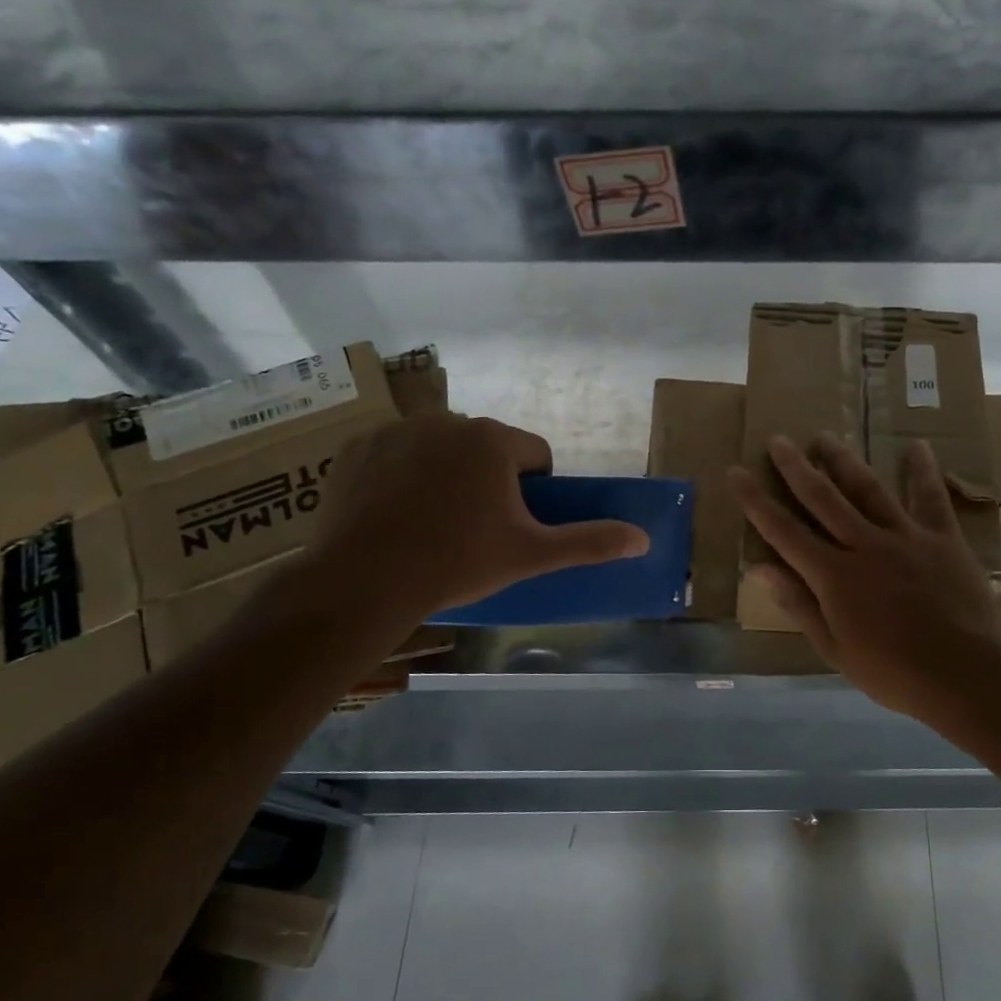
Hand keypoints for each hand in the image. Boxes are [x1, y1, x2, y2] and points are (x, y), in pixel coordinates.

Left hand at [293, 414, 649, 648]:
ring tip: (430, 523)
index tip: (514, 524)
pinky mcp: (357, 446)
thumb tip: (643, 538)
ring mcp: (397, 429)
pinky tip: (392, 513)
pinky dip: (400, 475)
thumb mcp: (530, 555)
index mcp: (493, 440)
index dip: (533, 490)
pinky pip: (395, 454)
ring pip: (440, 449)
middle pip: (486, 449)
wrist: (365, 579)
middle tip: (474, 528)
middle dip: (488, 480)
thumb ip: (589, 542)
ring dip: (445, 474)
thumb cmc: (457, 562)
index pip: (534, 454)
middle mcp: (447, 420)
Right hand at [731, 434, 1000, 722]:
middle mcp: (864, 545)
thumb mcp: (835, 649)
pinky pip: (930, 498)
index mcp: (834, 576)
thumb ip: (799, 605)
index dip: (756, 501)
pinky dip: (922, 471)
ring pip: (868, 489)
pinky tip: (917, 446)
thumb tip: (760, 569)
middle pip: (823, 498)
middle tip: (778, 440)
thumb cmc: (893, 672)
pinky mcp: (942, 538)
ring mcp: (905, 537)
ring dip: (843, 461)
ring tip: (824, 438)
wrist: (966, 674)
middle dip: (796, 468)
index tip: (737, 473)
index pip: (784, 531)